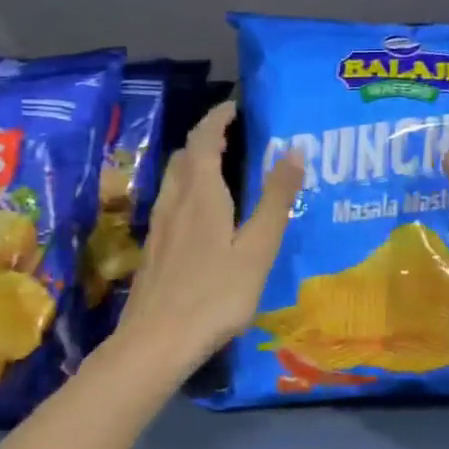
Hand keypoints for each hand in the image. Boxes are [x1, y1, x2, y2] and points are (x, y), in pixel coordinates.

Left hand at [115, 101, 304, 374]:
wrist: (156, 341)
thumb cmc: (215, 294)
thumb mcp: (257, 248)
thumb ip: (275, 200)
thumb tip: (293, 150)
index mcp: (201, 194)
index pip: (204, 140)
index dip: (217, 118)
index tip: (234, 107)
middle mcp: (176, 202)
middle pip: (185, 156)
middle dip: (206, 138)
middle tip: (232, 134)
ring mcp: (160, 226)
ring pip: (175, 179)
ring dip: (195, 162)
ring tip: (220, 167)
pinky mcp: (155, 249)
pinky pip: (171, 202)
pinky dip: (188, 189)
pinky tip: (201, 213)